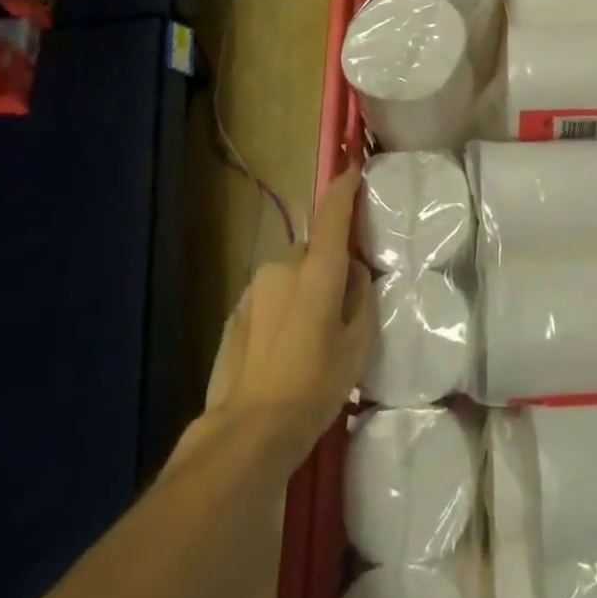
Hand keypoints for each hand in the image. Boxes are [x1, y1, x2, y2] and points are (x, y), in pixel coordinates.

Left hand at [200, 168, 375, 462]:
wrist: (250, 428)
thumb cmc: (316, 384)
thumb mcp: (358, 343)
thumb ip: (360, 297)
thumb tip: (354, 273)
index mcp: (317, 270)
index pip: (332, 216)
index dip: (345, 190)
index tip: (354, 170)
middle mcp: (282, 267)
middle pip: (311, 251)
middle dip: (326, 265)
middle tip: (340, 303)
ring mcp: (254, 288)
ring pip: (288, 273)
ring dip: (302, 287)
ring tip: (311, 332)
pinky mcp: (236, 311)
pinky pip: (269, 295)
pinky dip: (282, 306)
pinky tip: (285, 344)